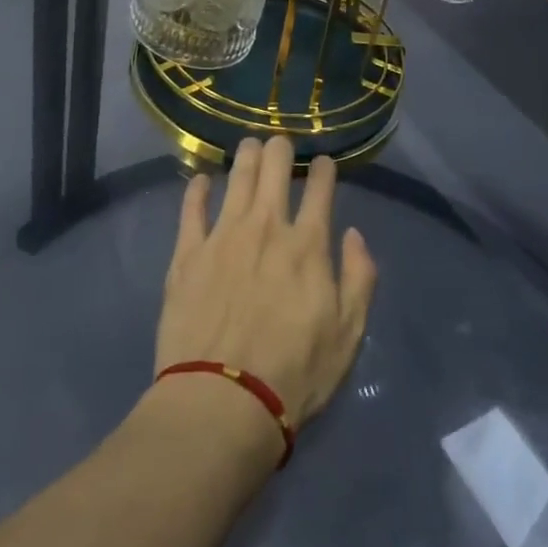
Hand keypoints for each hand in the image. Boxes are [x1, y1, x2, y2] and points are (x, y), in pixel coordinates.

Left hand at [156, 138, 377, 428]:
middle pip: (274, 168)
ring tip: (249, 146)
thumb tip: (354, 234)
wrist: (223, 401)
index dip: (323, 170)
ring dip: (246, 156)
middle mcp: (266, 226)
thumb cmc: (295, 373)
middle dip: (280, 149)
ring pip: (236, 176)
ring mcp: (223, 235)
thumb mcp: (348, 335)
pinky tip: (202, 179)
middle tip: (281, 145)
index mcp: (307, 245)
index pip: (319, 190)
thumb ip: (359, 278)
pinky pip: (192, 207)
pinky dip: (198, 188)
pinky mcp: (188, 252)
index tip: (323, 162)